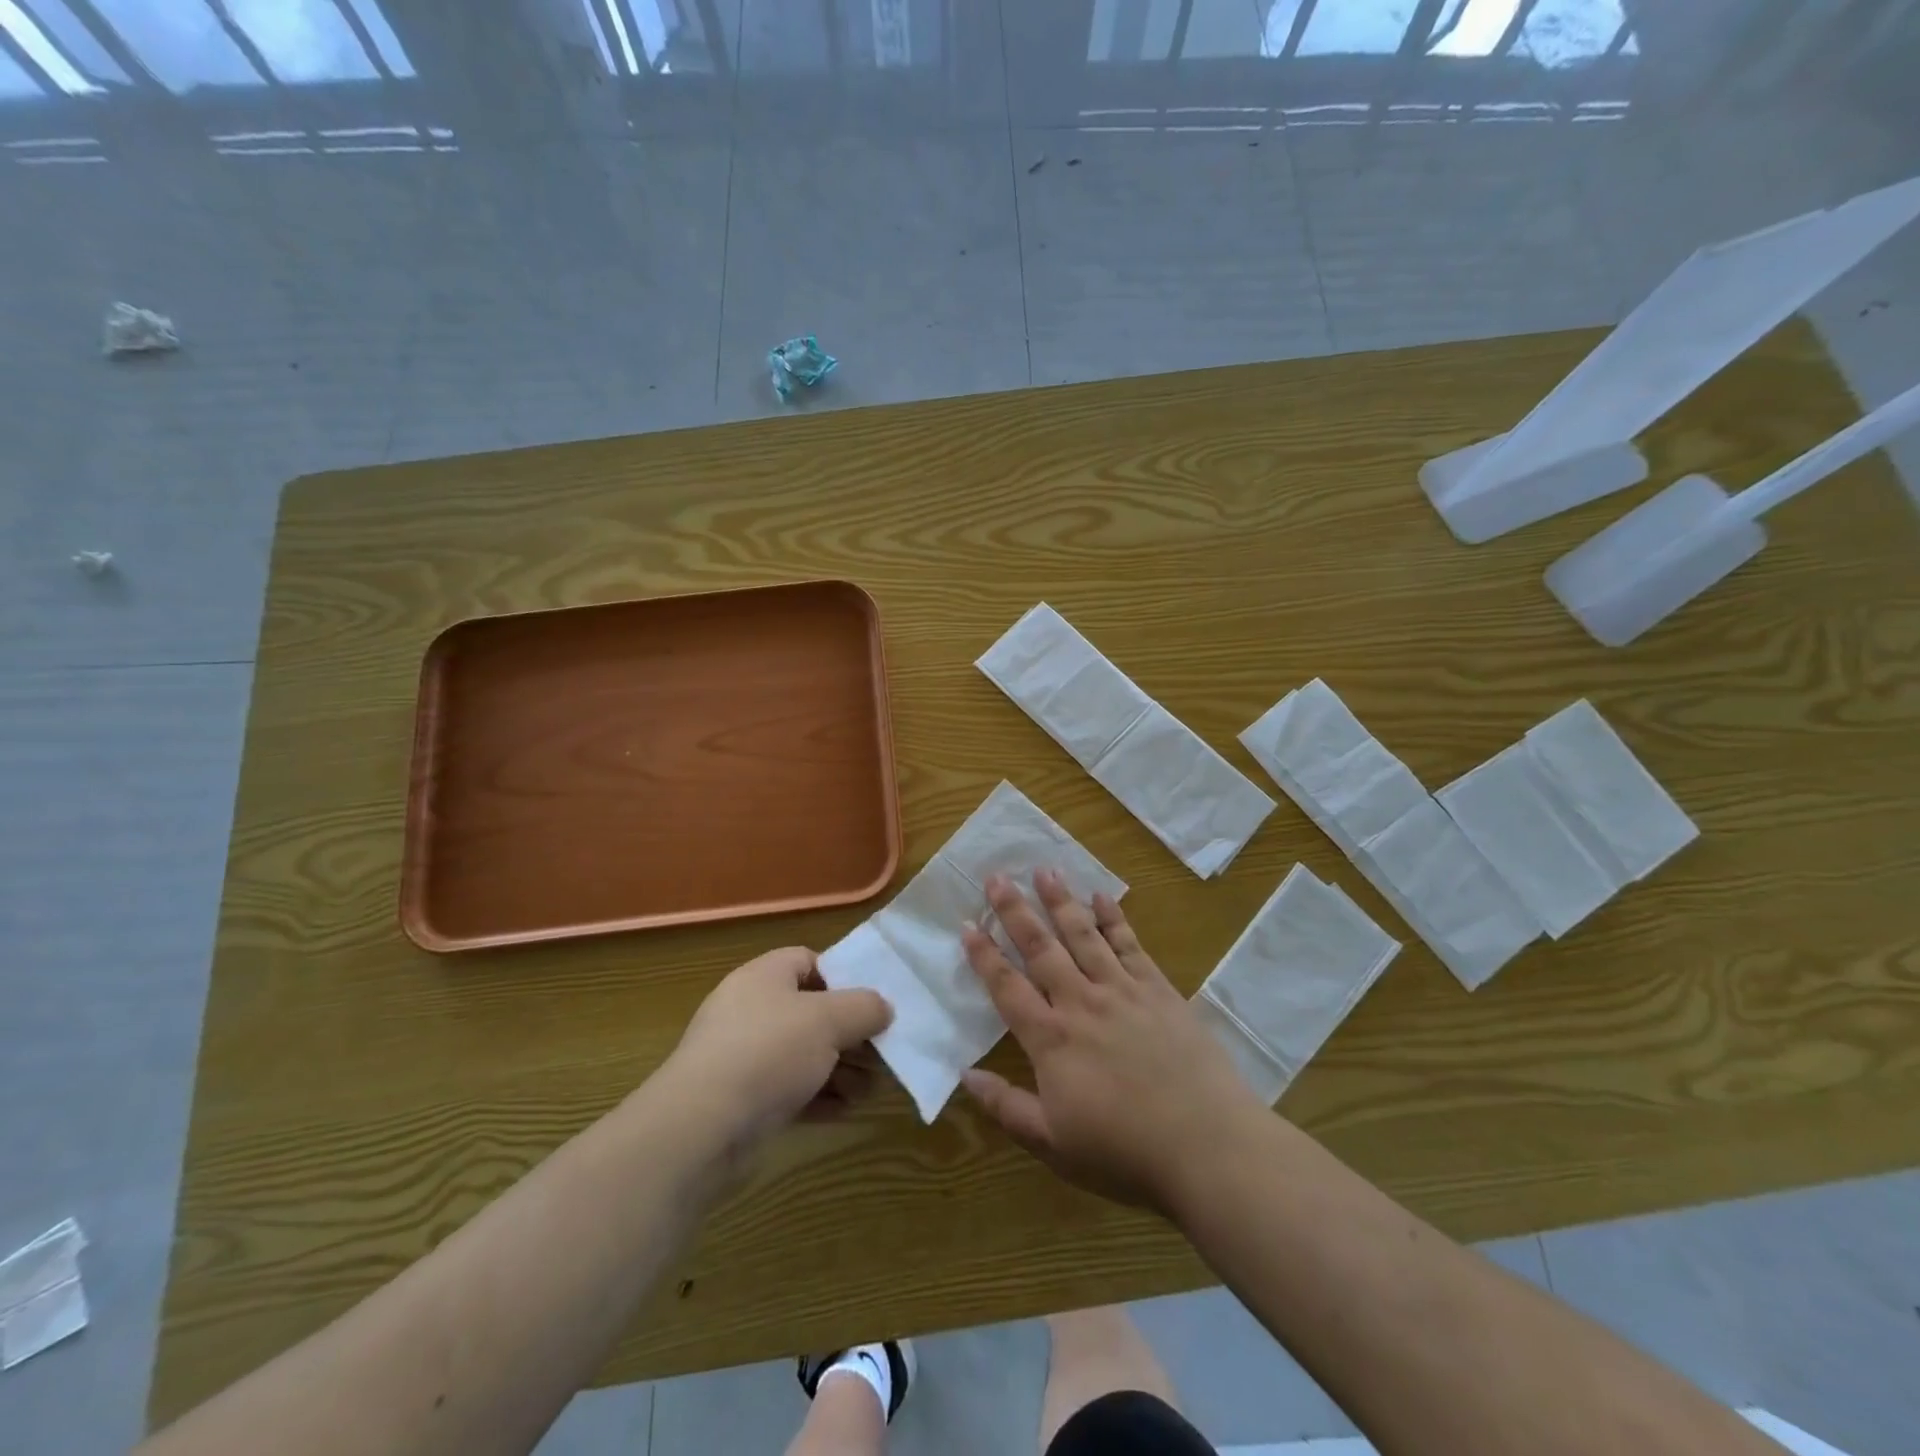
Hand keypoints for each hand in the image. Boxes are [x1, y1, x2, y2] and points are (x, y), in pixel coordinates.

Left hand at [663, 947, 892, 1150]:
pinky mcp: (743, 1100)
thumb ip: (864, 1007)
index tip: (872, 1001)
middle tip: (882, 1051)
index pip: (808, 961)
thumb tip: (884, 1007)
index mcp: (764, 976)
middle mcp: (751, 1010)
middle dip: (850, 1032)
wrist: (701, 1128)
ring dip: (841, 1069)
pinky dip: (820, 1096)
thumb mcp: (828, 1020)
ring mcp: (744, 1057)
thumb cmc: (768, 1052)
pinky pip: (790, 1089)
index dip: (843, 976)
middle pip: (811, 1011)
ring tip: (872, 1088)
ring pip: (804, 1054)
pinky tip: (847, 1110)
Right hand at [961, 871, 1266, 1214]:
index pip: (1007, 987)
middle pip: (1041, 948)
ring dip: (1060, 901)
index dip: (984, 955)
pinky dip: (1113, 918)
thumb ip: (1006, 1106)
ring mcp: (1122, 991)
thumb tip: (965, 1073)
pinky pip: (1130, 945)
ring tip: (1044, 870)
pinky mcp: (1158, 990)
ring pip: (1083, 935)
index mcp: (1051, 1039)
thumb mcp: (1053, 1144)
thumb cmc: (1124, 1152)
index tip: (967, 923)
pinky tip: (1102, 896)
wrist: (1207, 1145)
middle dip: (1015, 911)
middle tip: (997, 876)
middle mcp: (1081, 1003)